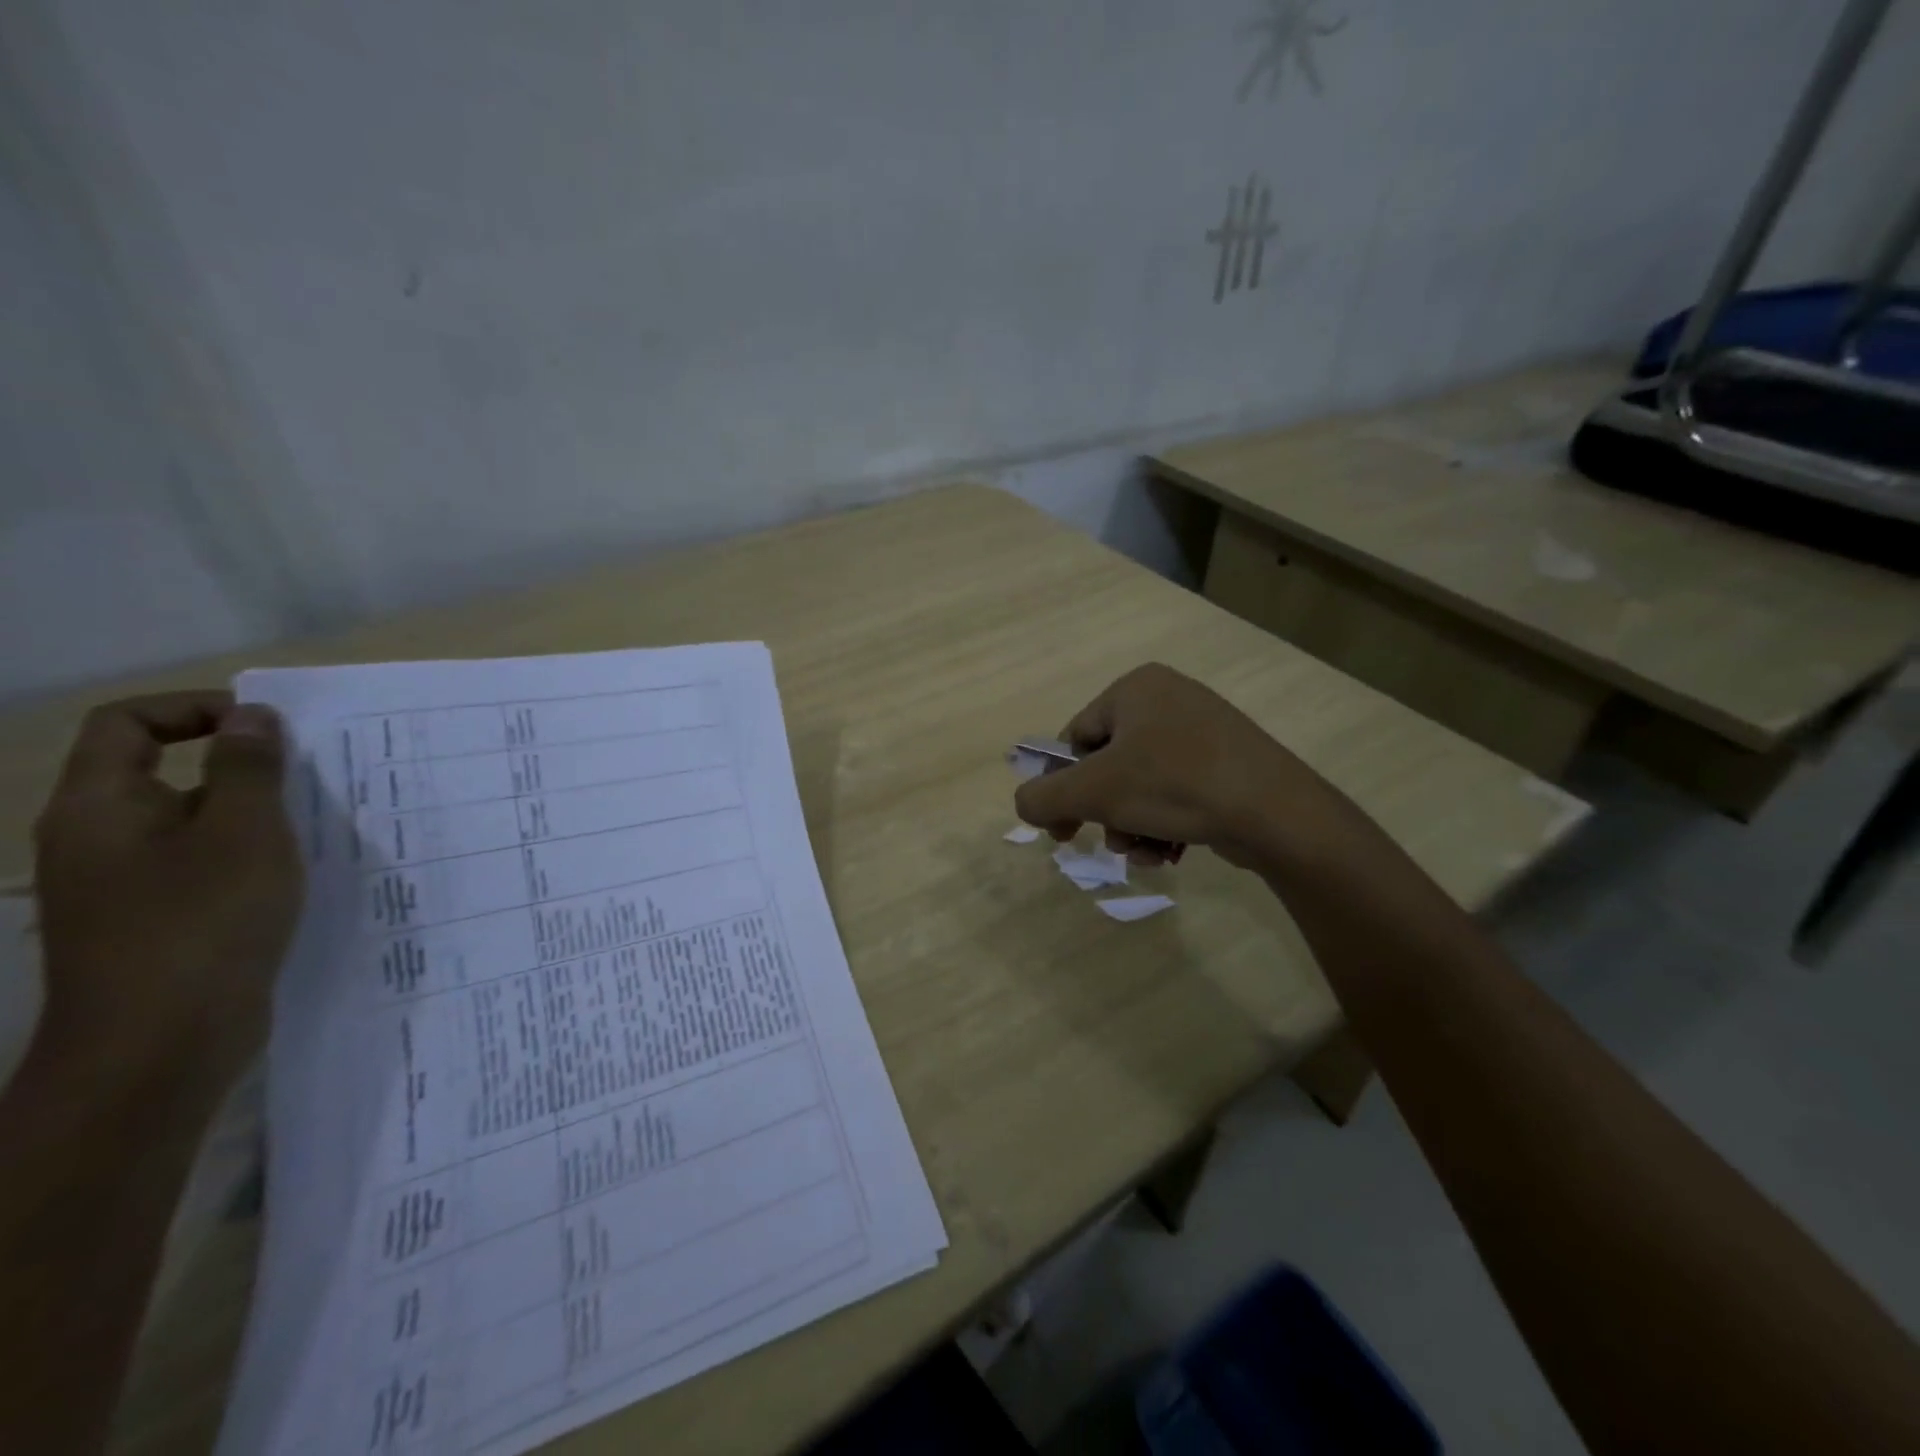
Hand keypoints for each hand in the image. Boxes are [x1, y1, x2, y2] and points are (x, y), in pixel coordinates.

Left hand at [30, 691, 302, 1088]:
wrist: (158, 1046)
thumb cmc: (202, 922)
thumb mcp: (244, 833)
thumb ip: (249, 769)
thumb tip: (252, 716)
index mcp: (101, 807)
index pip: (127, 724)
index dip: (195, 709)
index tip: (268, 728)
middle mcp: (98, 840)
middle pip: (162, 773)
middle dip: (241, 767)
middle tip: (315, 778)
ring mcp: (123, 887)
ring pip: (191, 825)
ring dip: (254, 816)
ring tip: (321, 827)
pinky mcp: (154, 923)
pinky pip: (202, 868)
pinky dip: (249, 858)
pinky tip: (299, 876)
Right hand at [1014, 663, 1348, 871]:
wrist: (1276, 811)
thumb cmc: (1174, 785)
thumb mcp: (1093, 792)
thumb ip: (1043, 798)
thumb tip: (1025, 805)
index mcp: (1134, 688)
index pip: (1075, 738)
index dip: (1061, 787)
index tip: (1060, 830)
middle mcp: (1168, 698)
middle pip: (1109, 765)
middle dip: (1105, 812)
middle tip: (1109, 843)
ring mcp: (1202, 729)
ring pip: (1142, 785)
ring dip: (1132, 824)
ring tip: (1145, 850)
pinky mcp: (1227, 762)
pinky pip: (1176, 791)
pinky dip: (1164, 822)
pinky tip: (1170, 850)